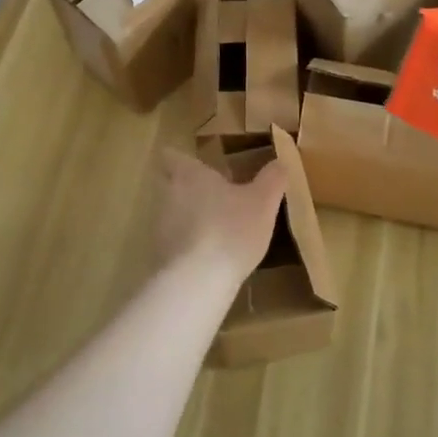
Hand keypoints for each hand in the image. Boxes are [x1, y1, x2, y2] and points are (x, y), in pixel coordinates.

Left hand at [153, 149, 287, 283]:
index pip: (171, 156)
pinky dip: (186, 245)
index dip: (180, 158)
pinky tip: (206, 258)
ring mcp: (158, 227)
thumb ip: (272, 179)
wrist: (197, 281)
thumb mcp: (263, 203)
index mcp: (189, 175)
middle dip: (184, 188)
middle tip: (210, 195)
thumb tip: (279, 163)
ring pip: (169, 213)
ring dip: (186, 218)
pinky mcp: (159, 256)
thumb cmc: (231, 230)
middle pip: (168, 184)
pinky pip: (172, 242)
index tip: (195, 164)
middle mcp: (167, 195)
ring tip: (213, 228)